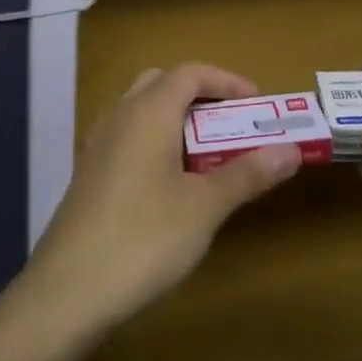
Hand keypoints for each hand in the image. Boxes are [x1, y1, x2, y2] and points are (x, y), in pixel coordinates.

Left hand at [22, 64, 301, 349]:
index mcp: (147, 112)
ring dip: (176, 121)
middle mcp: (118, 117)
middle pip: (161, 84)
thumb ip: (247, 173)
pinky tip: (169, 184)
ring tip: (207, 157)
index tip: (258, 104)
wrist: (70, 288)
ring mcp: (98, 145)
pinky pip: (127, 139)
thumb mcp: (205, 207)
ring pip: (140, 111)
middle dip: (200, 97)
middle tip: (232, 127)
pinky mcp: (88, 173)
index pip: (190, 72)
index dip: (227, 81)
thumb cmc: (145, 238)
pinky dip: (154, 143)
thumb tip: (291, 150)